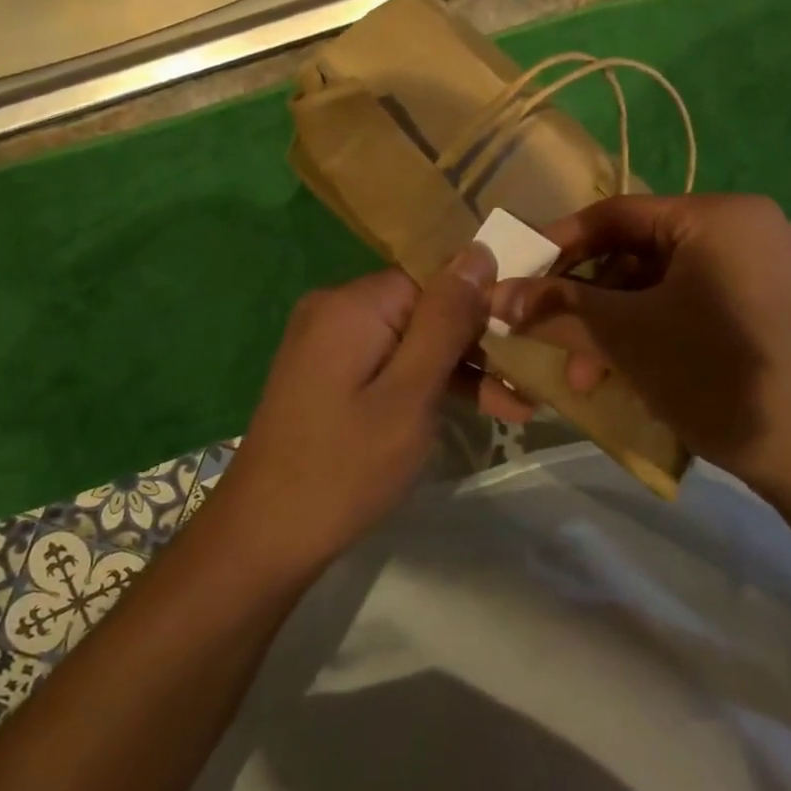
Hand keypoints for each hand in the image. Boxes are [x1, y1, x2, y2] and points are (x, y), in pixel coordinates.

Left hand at [207, 247, 498, 573]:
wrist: (263, 538)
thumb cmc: (346, 468)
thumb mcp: (410, 394)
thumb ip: (445, 321)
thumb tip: (478, 252)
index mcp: (354, 303)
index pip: (435, 277)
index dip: (482, 305)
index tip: (525, 339)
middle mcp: (337, 309)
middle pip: (425, 306)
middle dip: (476, 343)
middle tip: (527, 382)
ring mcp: (329, 341)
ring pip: (411, 338)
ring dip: (458, 369)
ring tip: (517, 406)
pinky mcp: (329, 372)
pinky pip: (389, 362)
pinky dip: (424, 383)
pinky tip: (471, 408)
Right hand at [489, 194, 790, 497]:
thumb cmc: (720, 376)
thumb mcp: (629, 337)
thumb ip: (561, 308)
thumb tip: (497, 294)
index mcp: (716, 215)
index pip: (616, 214)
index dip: (559, 244)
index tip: (518, 277)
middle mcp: (745, 228)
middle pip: (640, 253)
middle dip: (591, 303)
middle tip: (557, 345)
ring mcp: (766, 269)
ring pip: (667, 286)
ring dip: (621, 327)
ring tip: (592, 379)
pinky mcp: (775, 309)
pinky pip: (698, 306)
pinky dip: (659, 334)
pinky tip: (638, 376)